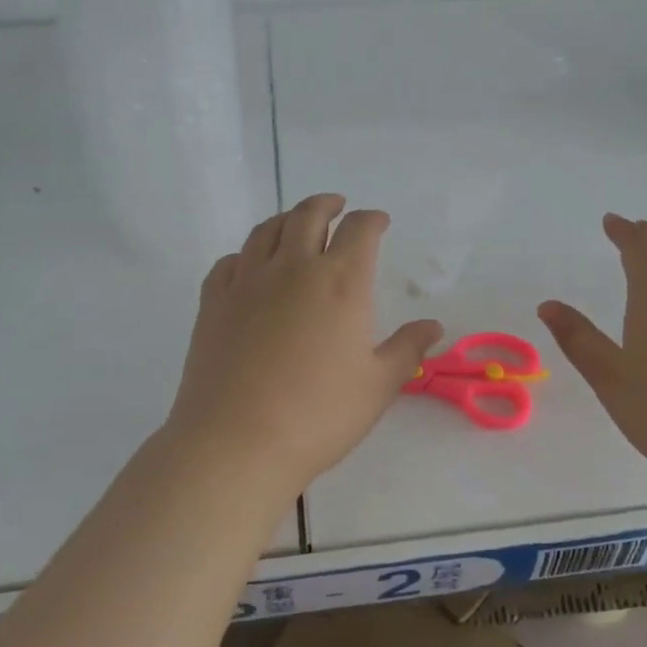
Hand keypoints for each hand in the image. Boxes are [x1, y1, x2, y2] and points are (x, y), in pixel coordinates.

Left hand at [162, 195, 442, 493]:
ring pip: (266, 230)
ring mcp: (247, 281)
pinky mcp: (213, 302)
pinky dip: (245, 254)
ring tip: (295, 223)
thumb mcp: (378, 386)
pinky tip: (249, 265)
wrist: (237, 441)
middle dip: (327, 205)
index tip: (379, 222)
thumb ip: (407, 349)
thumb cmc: (319, 415)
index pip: (359, 230)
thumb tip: (433, 326)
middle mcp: (293, 268)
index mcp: (340, 282)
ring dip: (286, 218)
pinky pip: (229, 261)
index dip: (372, 220)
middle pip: (308, 215)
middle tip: (337, 206)